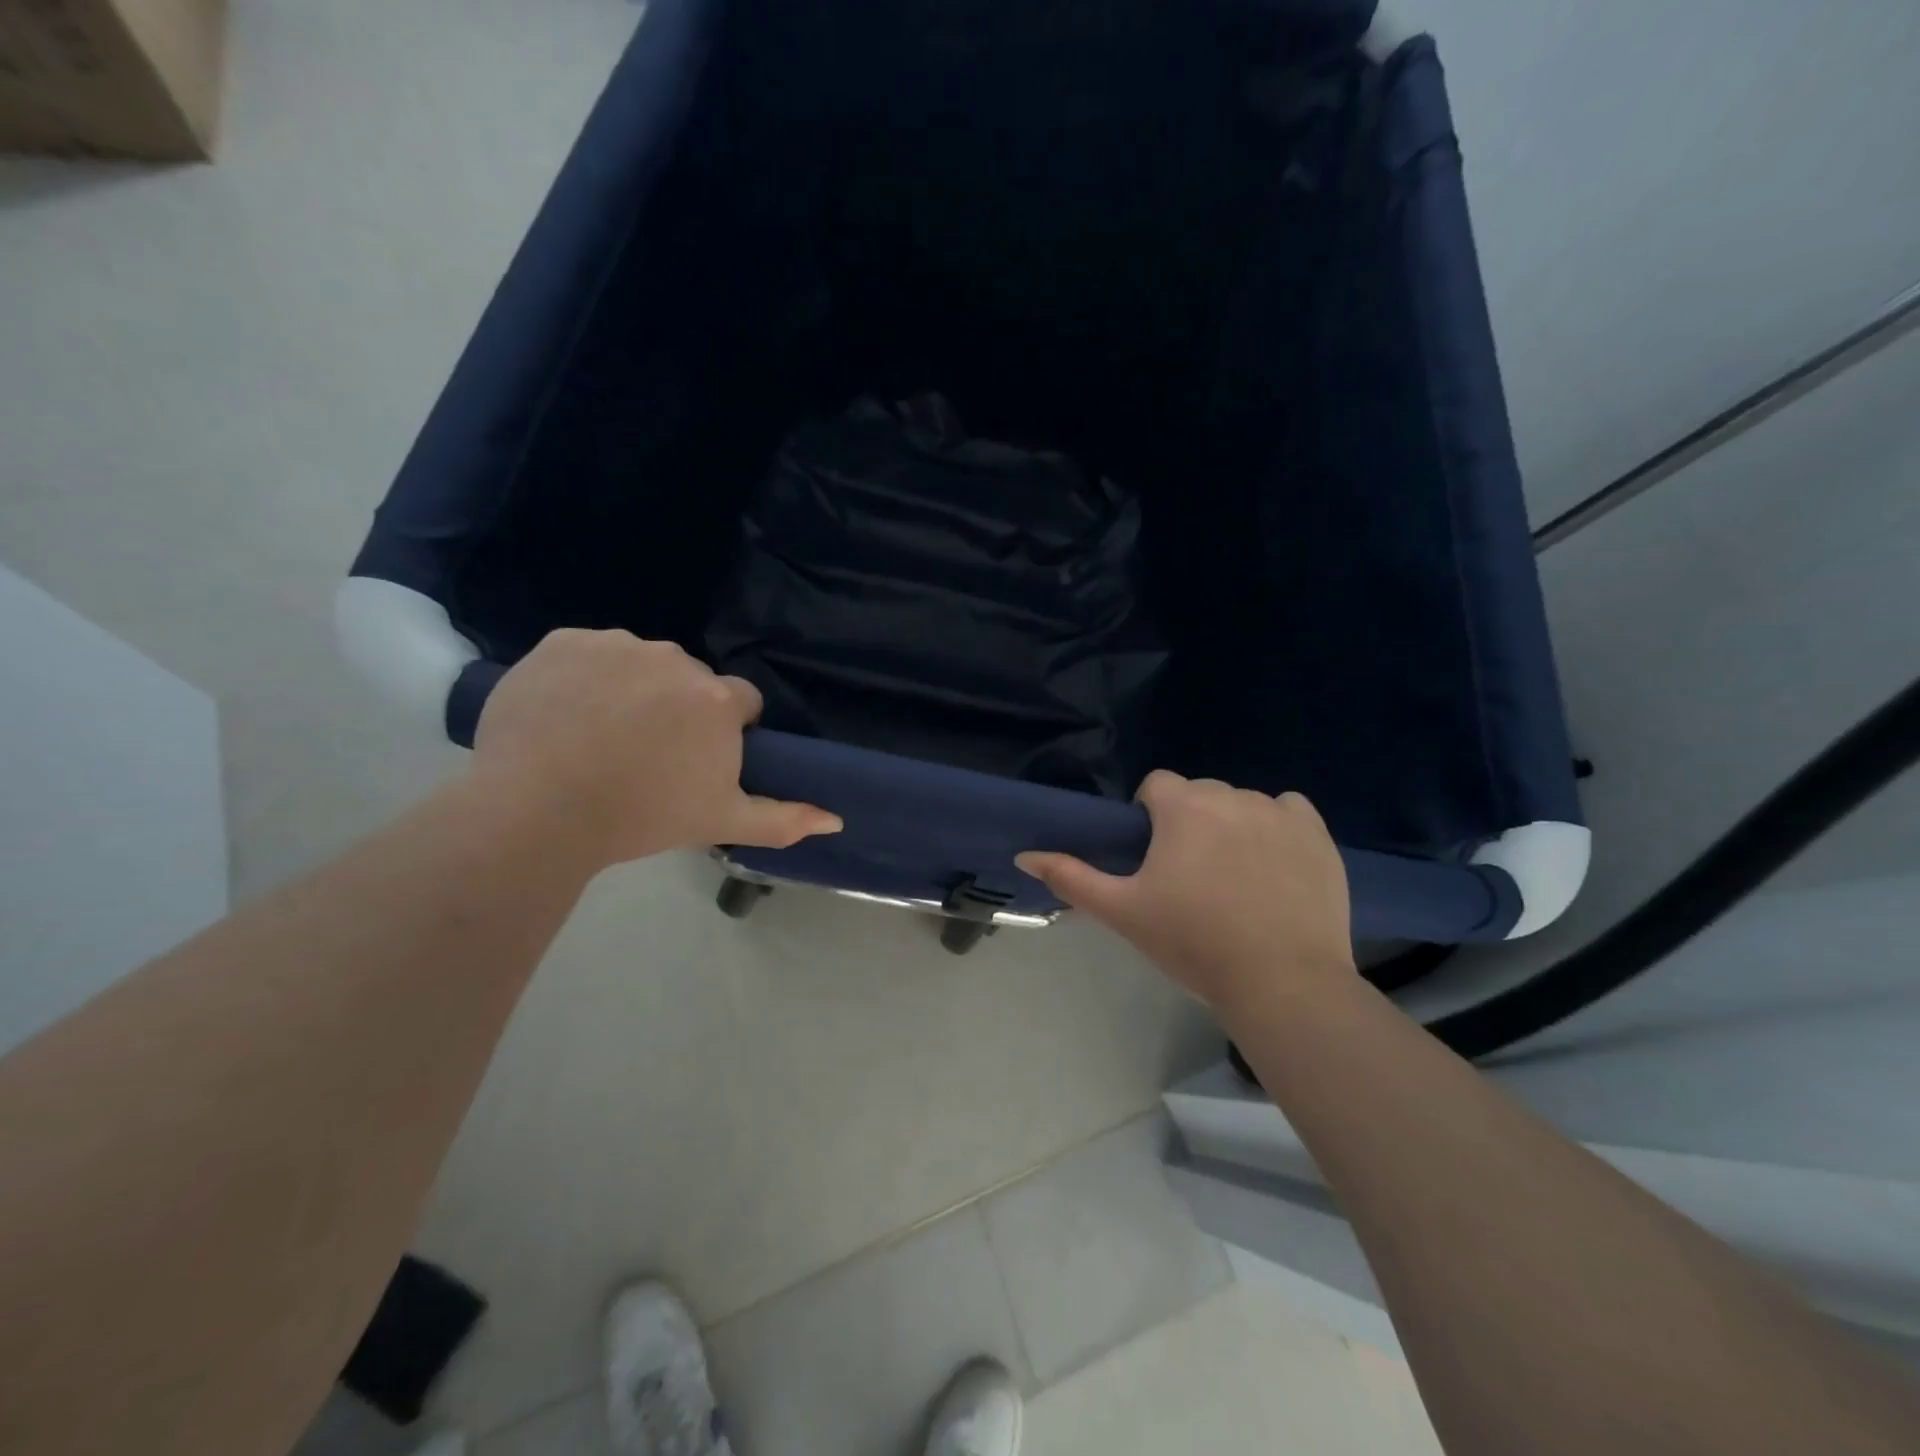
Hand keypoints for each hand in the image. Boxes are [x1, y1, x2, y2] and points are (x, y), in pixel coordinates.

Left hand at [471, 630, 840, 866]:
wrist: (537, 811)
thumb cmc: (642, 818)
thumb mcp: (720, 822)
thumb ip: (784, 818)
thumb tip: (836, 819)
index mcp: (716, 699)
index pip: (740, 702)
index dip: (725, 731)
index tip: (697, 761)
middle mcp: (674, 659)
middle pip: (691, 680)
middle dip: (680, 709)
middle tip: (648, 754)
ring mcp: (616, 645)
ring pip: (641, 662)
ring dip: (634, 688)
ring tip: (602, 735)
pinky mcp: (563, 641)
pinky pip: (591, 652)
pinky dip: (587, 676)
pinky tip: (569, 713)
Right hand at [1017, 772, 1354, 1015]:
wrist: (1281, 982)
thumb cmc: (1192, 943)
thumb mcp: (1122, 912)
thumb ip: (1070, 877)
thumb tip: (1023, 855)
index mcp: (1183, 807)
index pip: (1157, 785)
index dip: (1149, 816)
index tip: (1154, 858)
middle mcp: (1231, 795)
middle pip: (1199, 793)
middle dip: (1190, 821)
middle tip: (1190, 876)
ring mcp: (1279, 812)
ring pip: (1242, 803)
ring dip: (1232, 825)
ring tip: (1235, 878)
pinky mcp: (1317, 834)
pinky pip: (1289, 809)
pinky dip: (1278, 826)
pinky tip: (1274, 864)